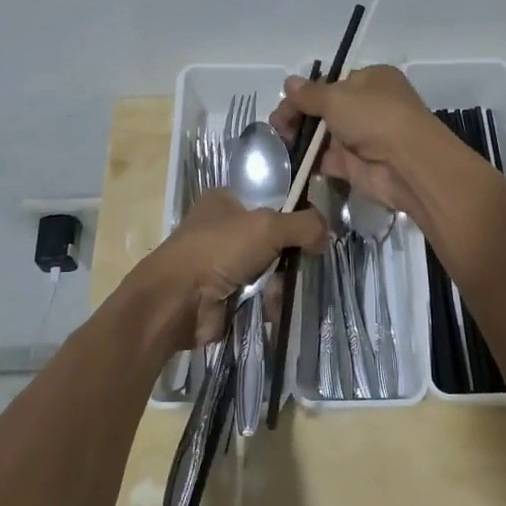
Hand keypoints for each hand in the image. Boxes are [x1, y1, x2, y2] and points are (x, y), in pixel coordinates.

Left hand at [146, 189, 325, 348]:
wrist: (178, 300)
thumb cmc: (219, 249)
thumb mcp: (268, 225)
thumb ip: (304, 224)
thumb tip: (326, 234)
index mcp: (225, 201)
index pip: (269, 199)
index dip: (293, 212)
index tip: (315, 229)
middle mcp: (223, 229)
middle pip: (273, 238)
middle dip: (288, 254)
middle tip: (303, 262)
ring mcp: (223, 264)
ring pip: (269, 269)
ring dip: (279, 282)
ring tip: (279, 290)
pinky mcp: (225, 294)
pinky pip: (259, 295)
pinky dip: (268, 302)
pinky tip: (271, 307)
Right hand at [271, 65, 445, 219]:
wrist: (406, 163)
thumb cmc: (373, 116)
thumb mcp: (336, 97)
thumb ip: (309, 94)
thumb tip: (288, 83)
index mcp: (371, 80)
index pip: (332, 82)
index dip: (307, 92)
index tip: (285, 103)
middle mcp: (369, 107)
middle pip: (326, 109)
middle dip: (299, 116)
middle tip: (277, 127)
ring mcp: (363, 137)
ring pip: (325, 136)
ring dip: (302, 139)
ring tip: (278, 143)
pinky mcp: (357, 165)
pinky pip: (328, 160)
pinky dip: (310, 161)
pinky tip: (289, 160)